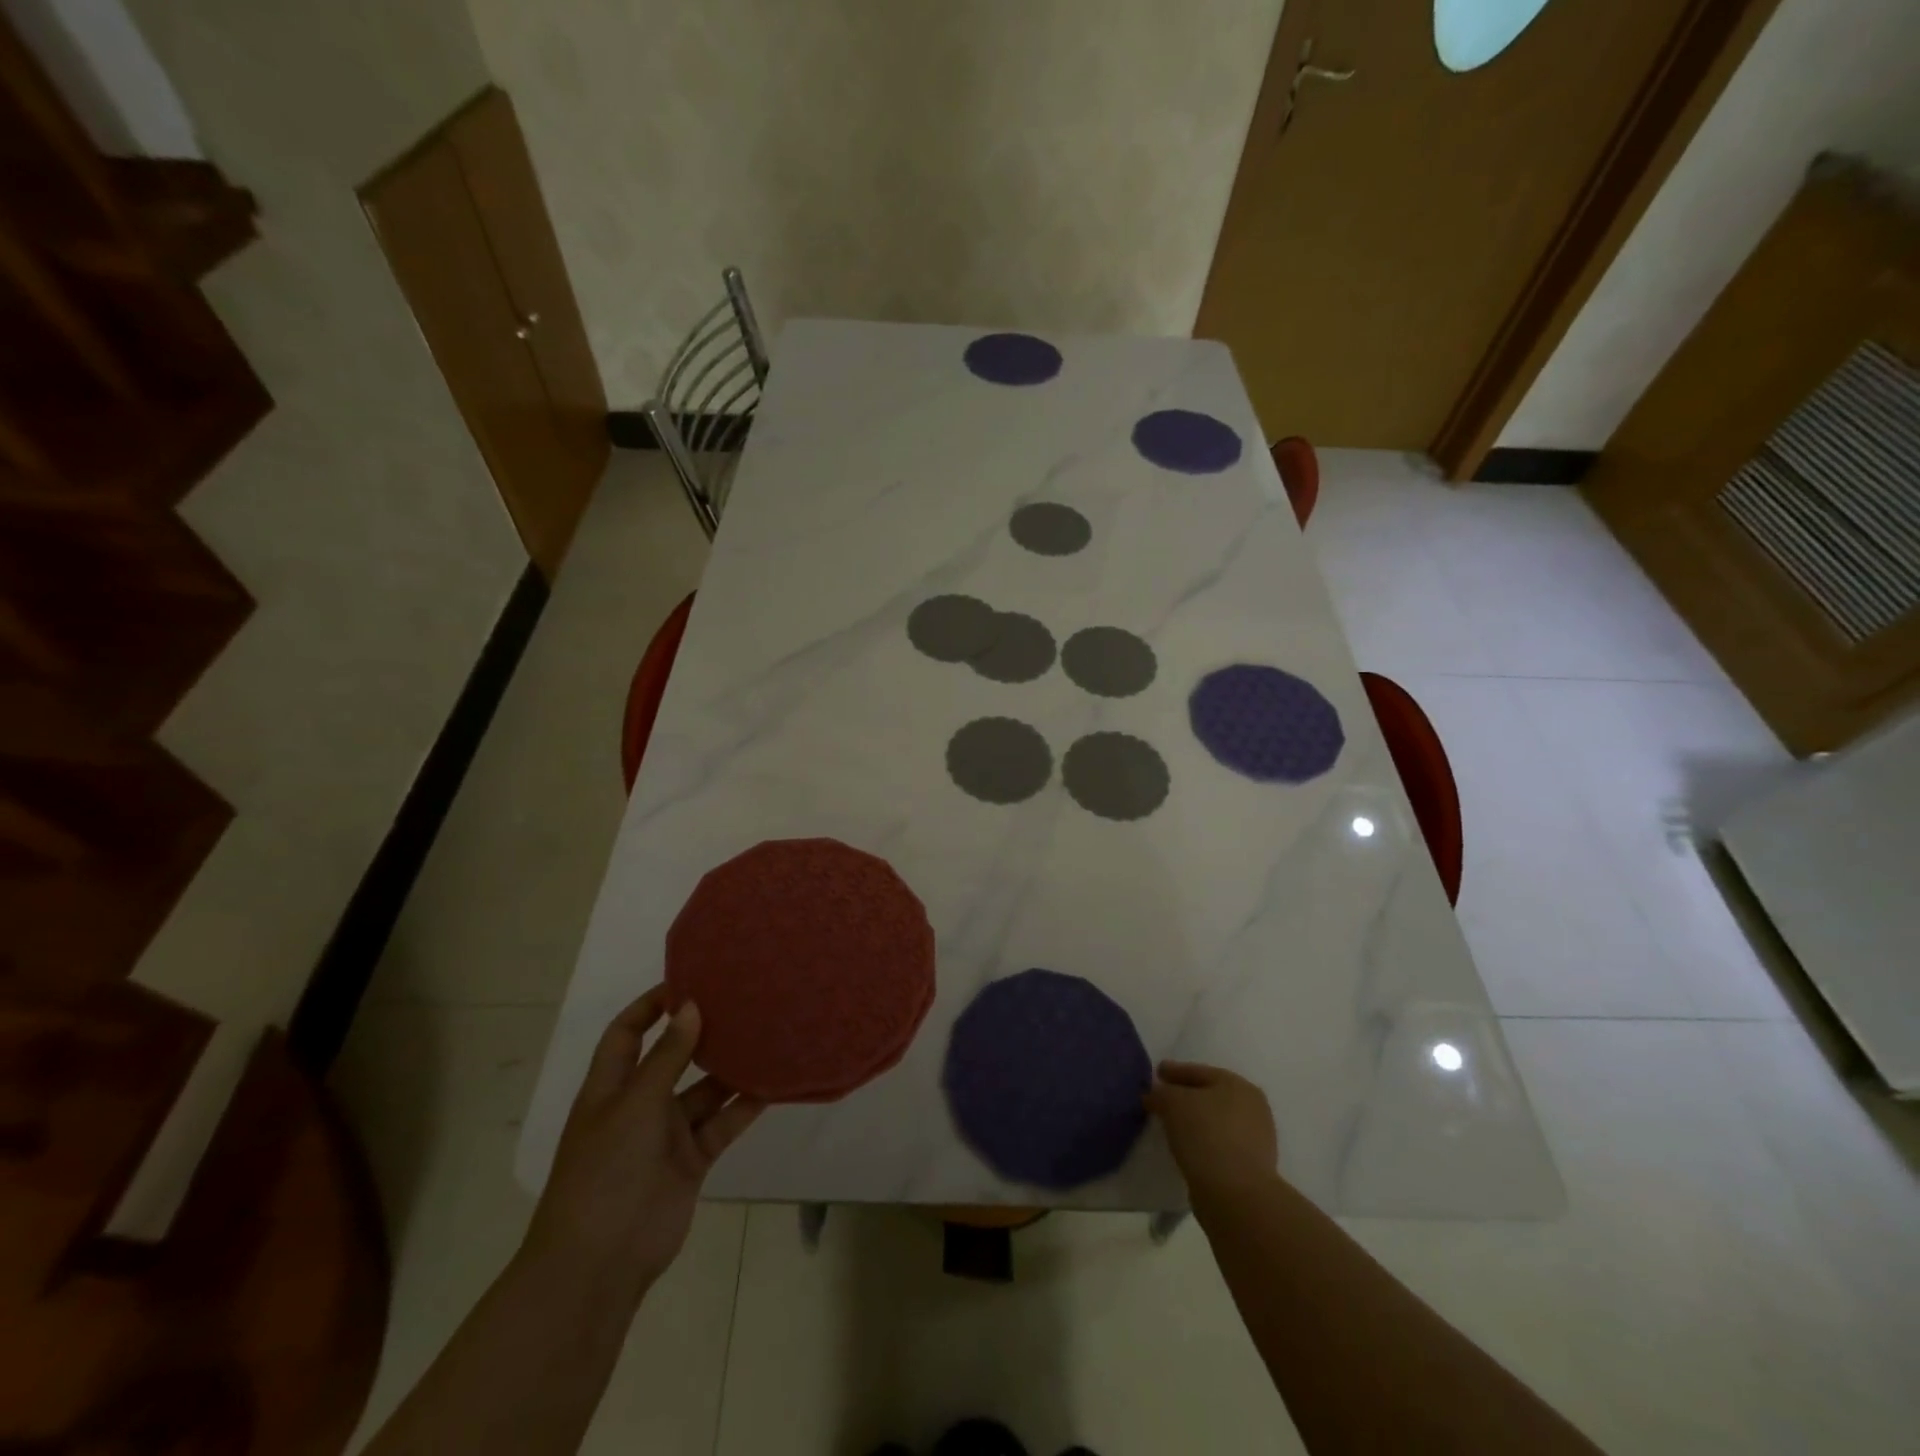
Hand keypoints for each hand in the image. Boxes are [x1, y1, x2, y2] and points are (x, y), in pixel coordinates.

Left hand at [520, 987, 763, 1306]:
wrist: (600, 1263)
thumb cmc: (605, 1172)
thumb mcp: (634, 1105)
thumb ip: (667, 1057)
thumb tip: (691, 1006)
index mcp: (610, 1088)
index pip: (627, 1034)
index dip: (651, 1006)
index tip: (688, 980)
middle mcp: (639, 1104)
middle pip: (672, 1057)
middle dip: (700, 1032)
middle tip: (740, 1000)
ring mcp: (666, 1135)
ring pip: (704, 1090)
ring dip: (730, 1068)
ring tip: (766, 1033)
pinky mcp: (691, 1160)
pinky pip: (722, 1123)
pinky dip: (744, 1105)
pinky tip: (772, 1082)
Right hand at [1145, 1061, 1278, 1201]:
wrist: (1236, 1196)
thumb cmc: (1205, 1135)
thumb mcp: (1172, 1103)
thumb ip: (1160, 1092)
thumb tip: (1155, 1095)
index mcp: (1238, 1085)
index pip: (1198, 1072)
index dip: (1174, 1072)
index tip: (1156, 1073)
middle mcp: (1253, 1108)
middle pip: (1209, 1096)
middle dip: (1185, 1097)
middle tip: (1161, 1099)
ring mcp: (1256, 1140)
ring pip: (1215, 1122)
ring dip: (1194, 1122)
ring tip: (1170, 1126)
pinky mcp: (1250, 1168)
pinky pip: (1218, 1145)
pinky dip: (1202, 1143)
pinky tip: (1185, 1148)